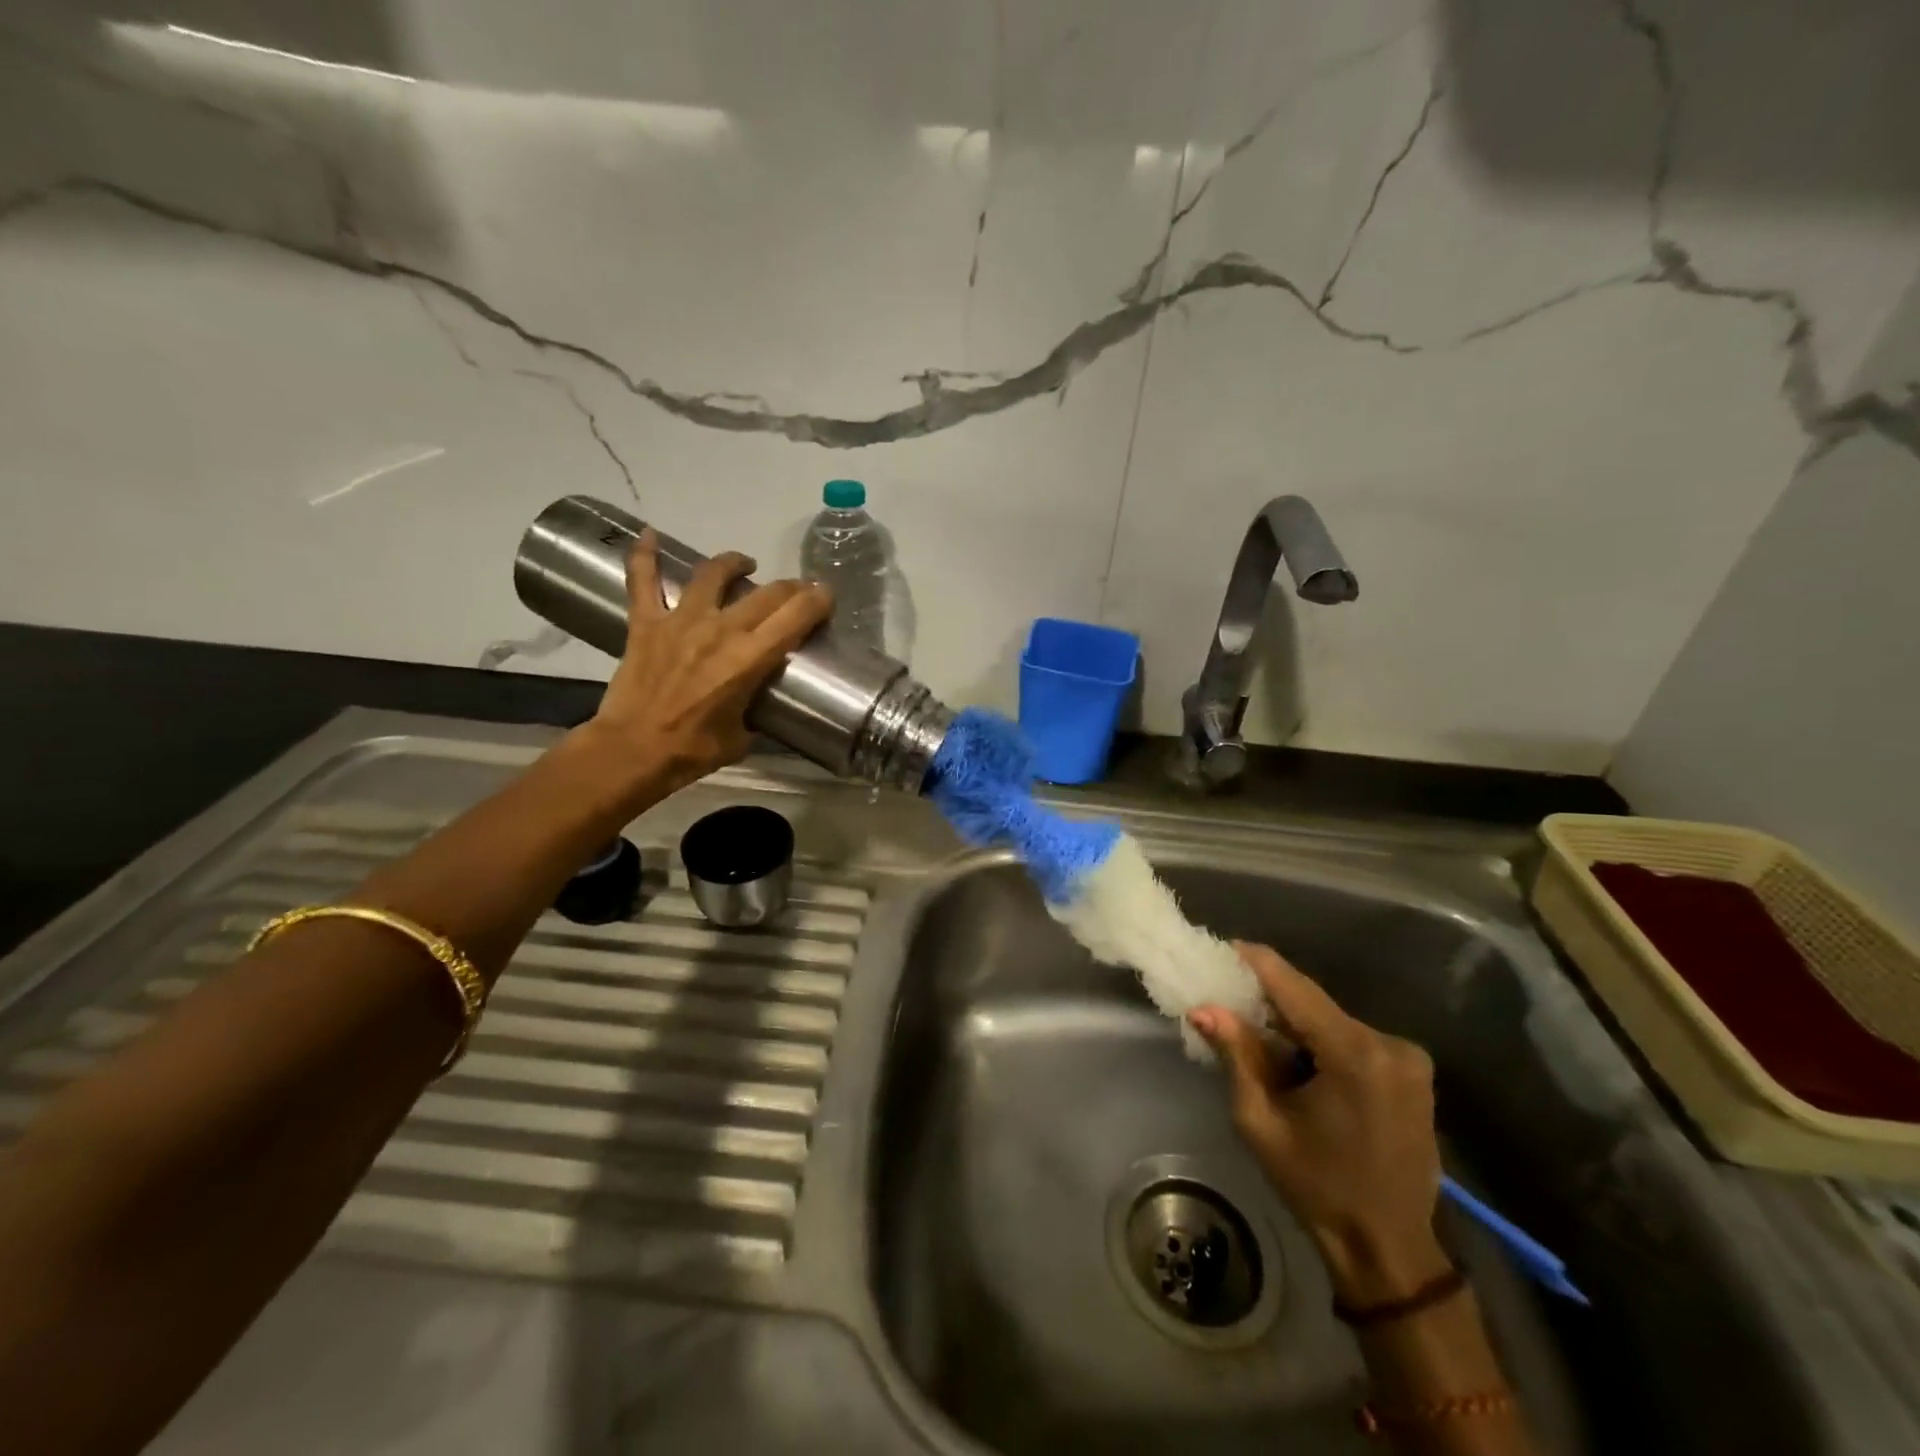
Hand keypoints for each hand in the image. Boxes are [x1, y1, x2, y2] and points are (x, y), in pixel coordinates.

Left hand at [585, 530, 831, 795]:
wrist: (632, 751)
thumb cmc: (692, 751)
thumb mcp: (742, 735)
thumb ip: (753, 707)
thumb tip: (755, 698)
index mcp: (750, 658)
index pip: (796, 615)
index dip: (818, 600)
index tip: (826, 597)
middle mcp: (720, 629)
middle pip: (766, 593)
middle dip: (791, 588)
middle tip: (797, 592)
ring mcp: (680, 620)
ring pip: (712, 574)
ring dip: (734, 563)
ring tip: (744, 565)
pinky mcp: (646, 623)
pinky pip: (643, 580)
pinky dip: (645, 555)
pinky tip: (649, 534)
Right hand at [1190, 942, 1448, 1305]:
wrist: (1391, 1249)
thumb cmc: (1318, 1188)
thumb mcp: (1261, 1122)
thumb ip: (1236, 1056)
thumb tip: (1203, 1008)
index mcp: (1354, 1054)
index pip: (1294, 986)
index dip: (1254, 962)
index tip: (1220, 949)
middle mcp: (1388, 1043)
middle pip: (1312, 1002)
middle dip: (1269, 1001)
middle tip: (1227, 1003)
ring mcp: (1407, 1056)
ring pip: (1330, 1019)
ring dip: (1293, 1024)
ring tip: (1257, 1039)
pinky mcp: (1412, 1070)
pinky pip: (1351, 1037)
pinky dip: (1318, 1041)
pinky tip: (1297, 1062)